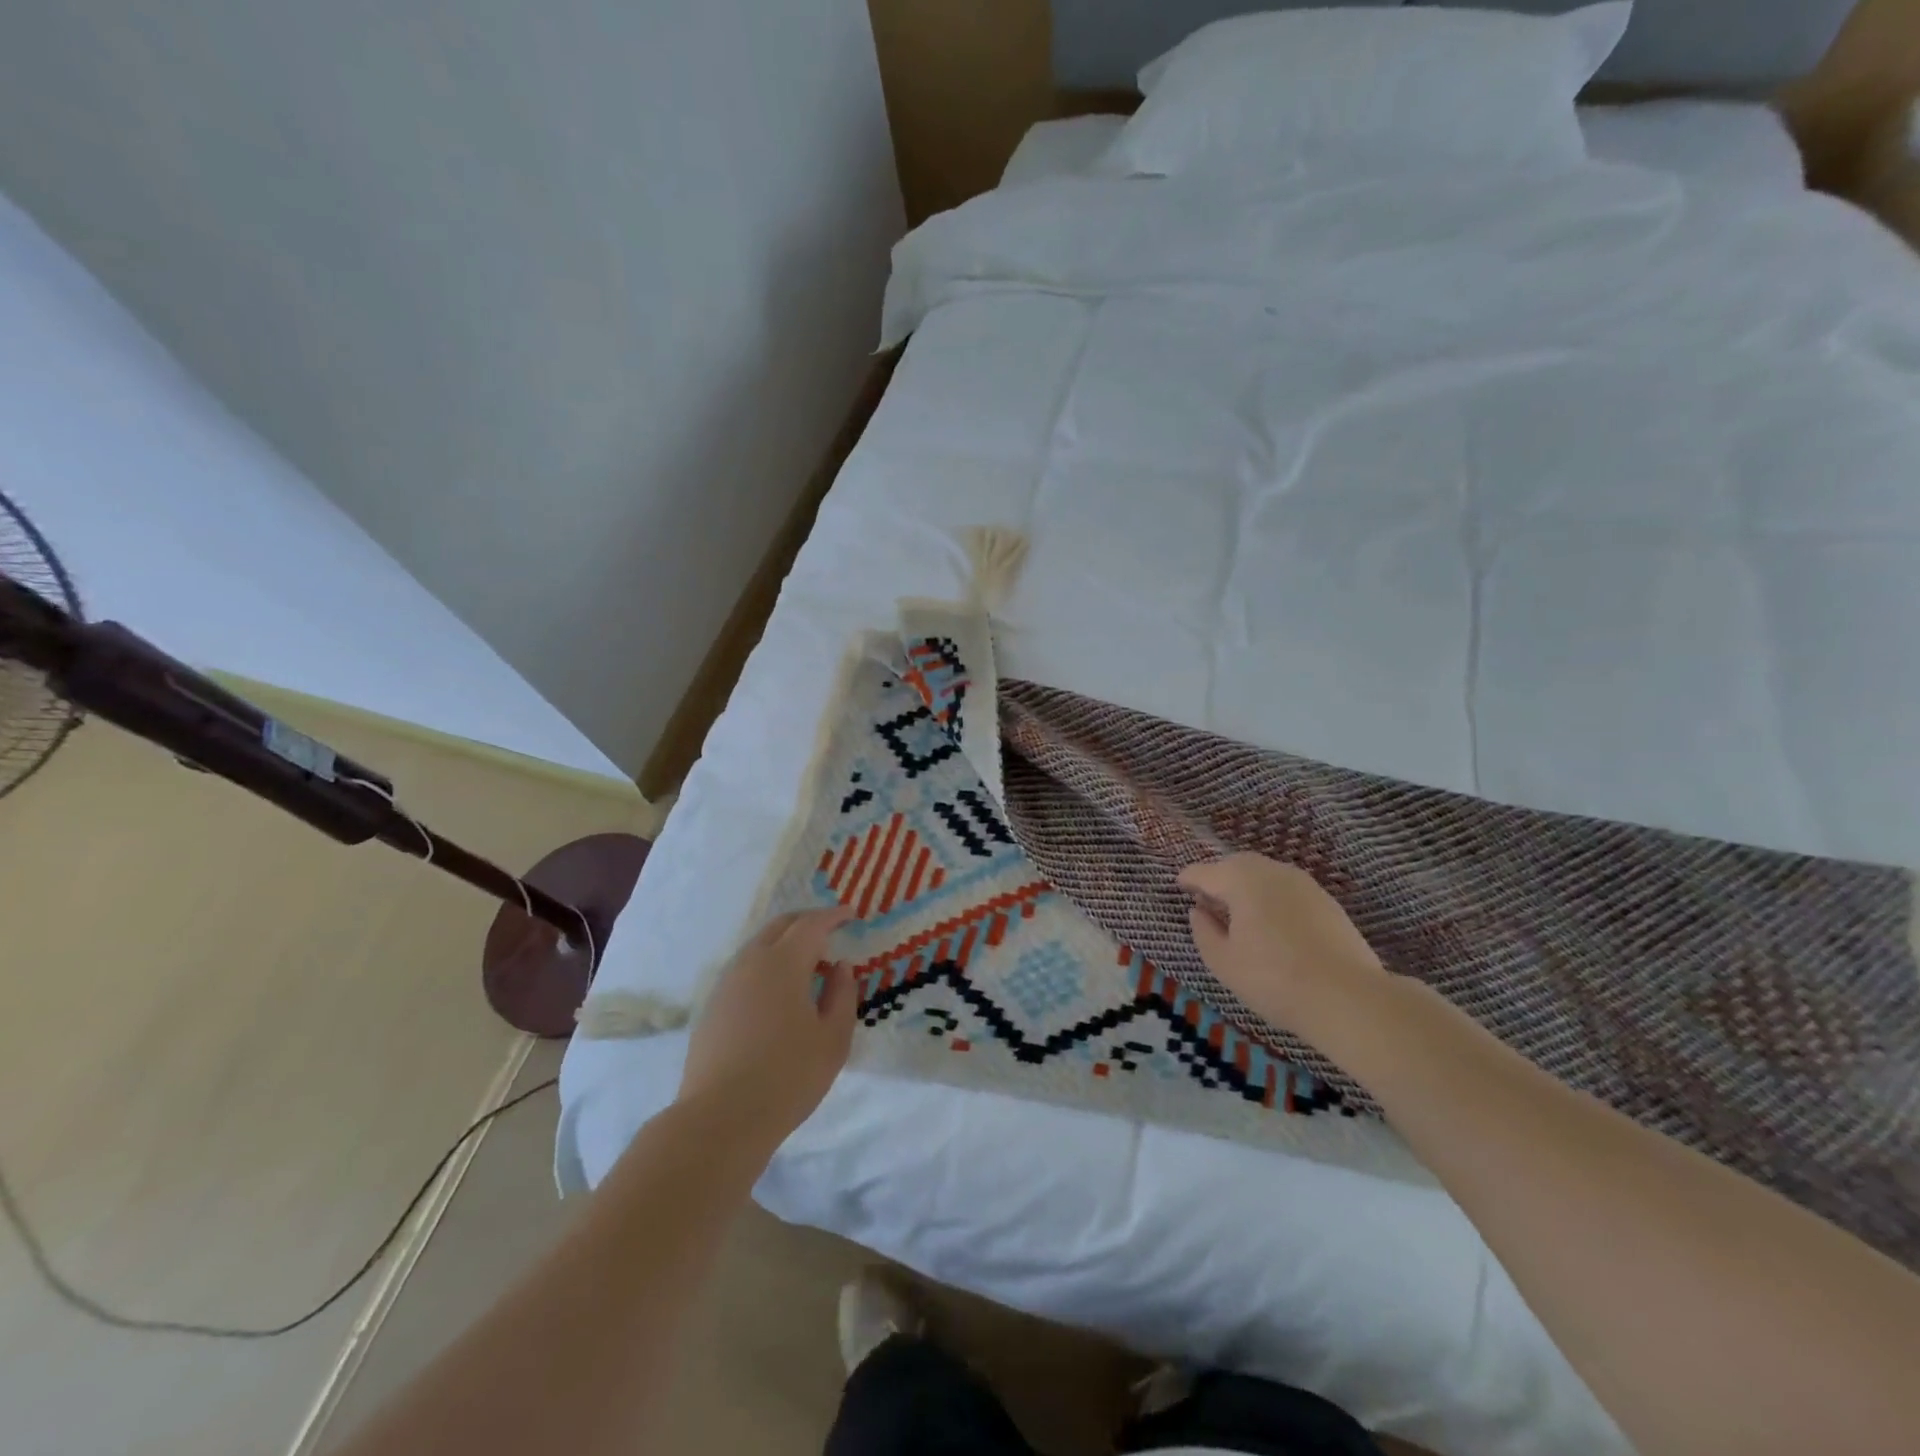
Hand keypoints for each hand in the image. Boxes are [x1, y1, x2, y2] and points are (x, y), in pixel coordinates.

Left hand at [677, 905, 857, 1148]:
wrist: (721, 1118)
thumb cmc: (788, 1076)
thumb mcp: (833, 1038)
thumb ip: (842, 995)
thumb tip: (840, 967)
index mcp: (784, 963)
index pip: (812, 925)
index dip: (833, 916)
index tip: (851, 914)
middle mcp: (751, 962)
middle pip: (780, 926)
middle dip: (807, 921)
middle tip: (829, 929)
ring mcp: (727, 983)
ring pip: (758, 946)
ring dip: (784, 943)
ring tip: (807, 962)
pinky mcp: (712, 1007)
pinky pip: (745, 969)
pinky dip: (767, 964)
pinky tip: (778, 991)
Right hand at [1178, 853, 1388, 1034]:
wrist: (1349, 998)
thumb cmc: (1275, 980)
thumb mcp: (1224, 962)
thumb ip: (1204, 932)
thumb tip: (1199, 911)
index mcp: (1241, 880)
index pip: (1204, 872)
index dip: (1188, 879)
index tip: (1178, 885)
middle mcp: (1272, 871)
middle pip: (1236, 865)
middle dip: (1219, 877)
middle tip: (1207, 899)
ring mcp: (1304, 883)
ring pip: (1265, 874)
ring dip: (1247, 886)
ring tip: (1239, 912)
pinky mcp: (1327, 901)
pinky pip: (1287, 889)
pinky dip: (1271, 897)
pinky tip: (1271, 923)